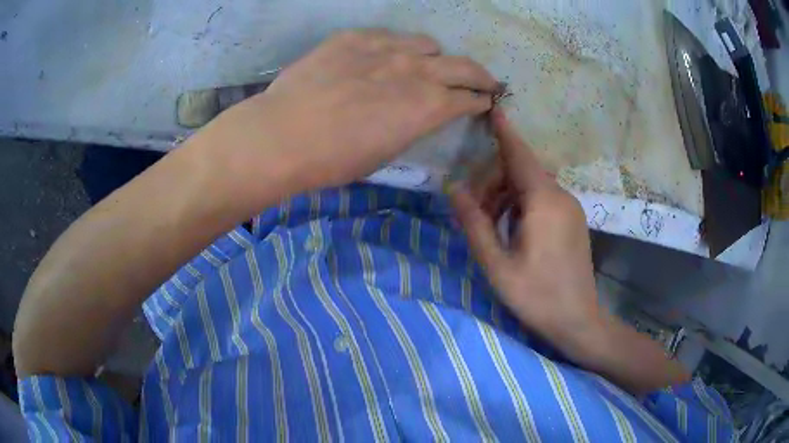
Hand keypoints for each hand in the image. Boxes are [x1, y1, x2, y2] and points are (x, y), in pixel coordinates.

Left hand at [194, 29, 497, 195]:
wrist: (283, 134)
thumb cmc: (334, 159)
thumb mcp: (385, 152)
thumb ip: (411, 126)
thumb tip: (417, 112)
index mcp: (428, 107)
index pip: (469, 98)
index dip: (481, 101)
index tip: (485, 102)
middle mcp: (416, 71)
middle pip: (464, 66)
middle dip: (480, 76)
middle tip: (484, 81)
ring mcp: (386, 48)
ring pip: (428, 44)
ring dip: (434, 57)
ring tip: (424, 65)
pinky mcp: (356, 37)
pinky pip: (389, 36)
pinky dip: (396, 47)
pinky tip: (382, 58)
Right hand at [450, 109, 601, 353]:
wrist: (578, 320)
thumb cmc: (536, 295)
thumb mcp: (497, 263)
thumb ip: (474, 223)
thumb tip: (453, 189)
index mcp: (544, 201)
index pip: (519, 155)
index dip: (504, 132)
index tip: (494, 108)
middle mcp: (561, 196)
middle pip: (522, 172)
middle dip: (493, 182)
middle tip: (472, 212)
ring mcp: (570, 208)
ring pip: (532, 186)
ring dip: (506, 196)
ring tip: (488, 226)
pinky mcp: (573, 220)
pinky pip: (543, 200)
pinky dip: (521, 205)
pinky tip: (510, 229)